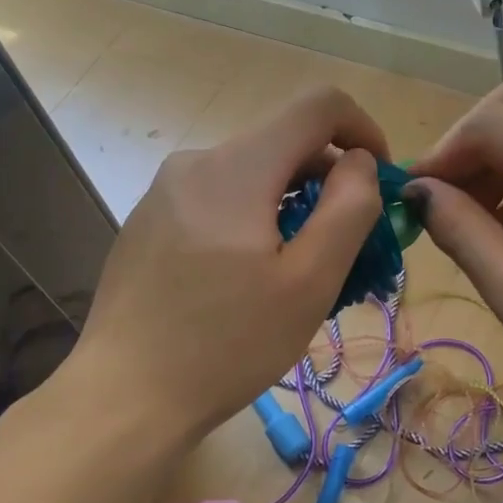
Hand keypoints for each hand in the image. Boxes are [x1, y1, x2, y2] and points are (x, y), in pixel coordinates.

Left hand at [72, 86, 388, 442]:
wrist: (124, 397)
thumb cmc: (226, 345)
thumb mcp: (308, 283)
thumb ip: (347, 209)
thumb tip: (360, 162)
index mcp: (237, 167)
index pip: (318, 105)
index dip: (363, 130)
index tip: (379, 182)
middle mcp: (195, 161)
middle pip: (283, 143)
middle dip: (328, 182)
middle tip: (348, 249)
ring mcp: (164, 191)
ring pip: (251, 175)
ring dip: (291, 207)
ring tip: (299, 274)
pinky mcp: (148, 222)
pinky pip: (218, 200)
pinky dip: (252, 221)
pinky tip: (248, 281)